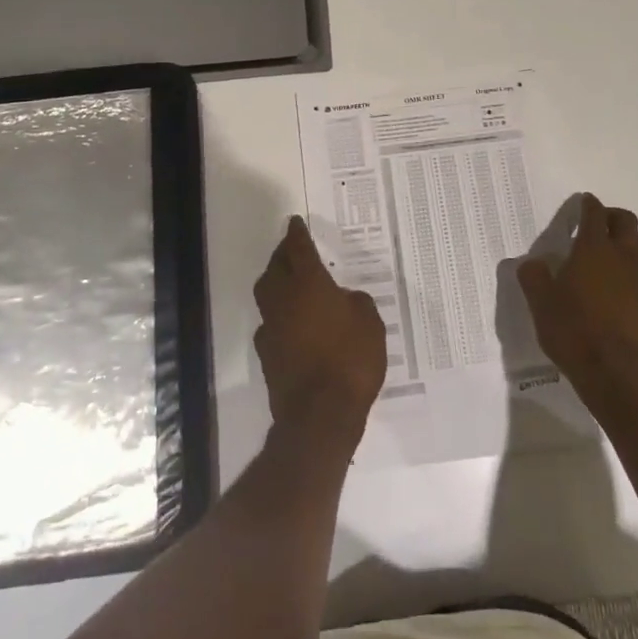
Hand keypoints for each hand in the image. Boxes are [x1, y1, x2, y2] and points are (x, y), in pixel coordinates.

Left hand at [254, 216, 387, 442]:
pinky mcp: (267, 355)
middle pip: (275, 268)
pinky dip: (279, 317)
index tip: (295, 223)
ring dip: (276, 284)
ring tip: (291, 283)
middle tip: (292, 250)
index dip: (296, 234)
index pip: (298, 249)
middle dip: (282, 256)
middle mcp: (284, 300)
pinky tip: (293, 324)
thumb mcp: (370, 324)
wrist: (320, 415)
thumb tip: (344, 300)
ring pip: (267, 295)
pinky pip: (270, 324)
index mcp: (309, 284)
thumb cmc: (351, 360)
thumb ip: (356, 303)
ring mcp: (271, 328)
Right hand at [518, 193, 637, 402]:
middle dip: (613, 217)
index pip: (594, 214)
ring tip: (614, 257)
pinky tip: (625, 293)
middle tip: (600, 224)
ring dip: (629, 244)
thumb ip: (534, 276)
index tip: (585, 201)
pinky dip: (637, 276)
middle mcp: (623, 257)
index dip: (589, 204)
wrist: (617, 375)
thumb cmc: (573, 331)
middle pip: (627, 222)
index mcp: (593, 249)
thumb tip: (533, 263)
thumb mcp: (540, 303)